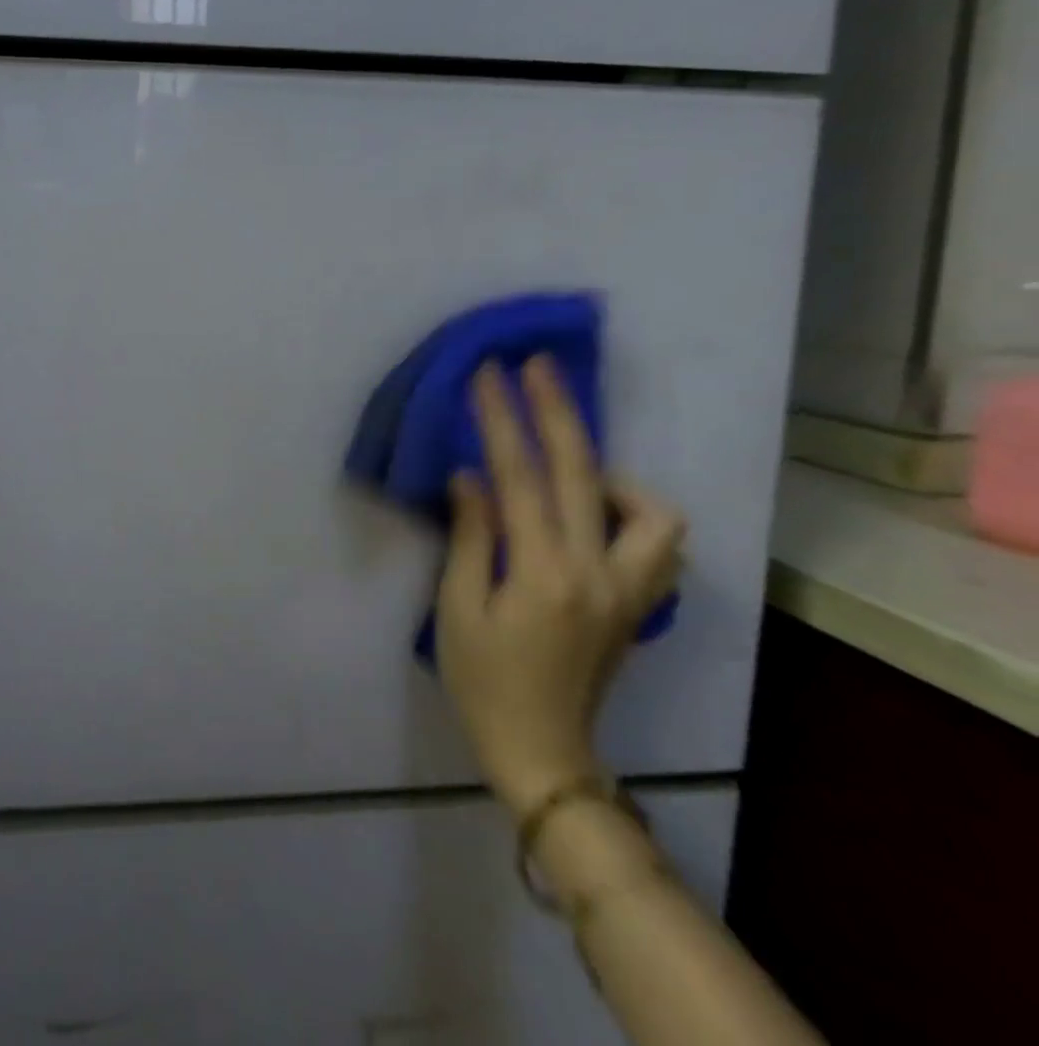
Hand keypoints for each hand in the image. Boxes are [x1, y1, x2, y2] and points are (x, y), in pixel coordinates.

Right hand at [435, 356, 683, 817]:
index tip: (487, 374)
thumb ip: (471, 536)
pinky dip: (634, 511)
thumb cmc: (482, 680)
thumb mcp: (458, 607)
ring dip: (608, 469)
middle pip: (585, 473)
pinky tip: (595, 510)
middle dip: (557, 411)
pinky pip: (658, 542)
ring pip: (651, 510)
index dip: (502, 420)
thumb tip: (472, 476)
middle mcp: (599, 573)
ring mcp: (629, 589)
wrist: (542, 750)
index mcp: (544, 574)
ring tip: (567, 463)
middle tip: (536, 366)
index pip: (522, 478)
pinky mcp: (638, 602)